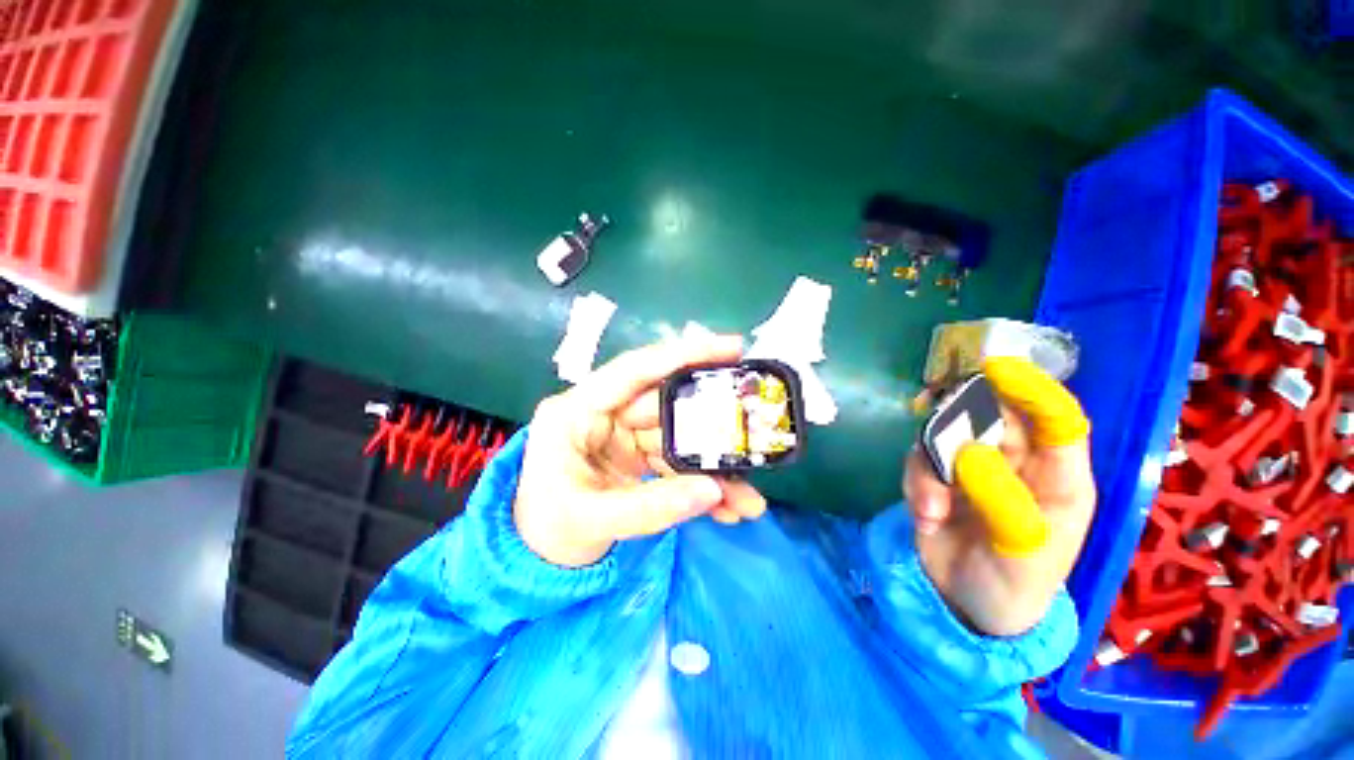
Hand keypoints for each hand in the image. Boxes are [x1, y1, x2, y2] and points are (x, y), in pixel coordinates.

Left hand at [514, 335, 768, 566]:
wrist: (535, 560)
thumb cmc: (546, 530)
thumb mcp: (592, 519)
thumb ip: (652, 507)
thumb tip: (715, 490)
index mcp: (576, 411)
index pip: (634, 370)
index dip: (683, 355)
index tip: (731, 347)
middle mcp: (603, 414)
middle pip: (667, 407)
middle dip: (712, 428)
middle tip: (753, 432)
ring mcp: (622, 435)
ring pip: (678, 440)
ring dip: (713, 469)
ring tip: (747, 499)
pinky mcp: (635, 456)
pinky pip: (675, 462)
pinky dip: (701, 484)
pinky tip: (726, 507)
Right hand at [905, 357, 1095, 636]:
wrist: (968, 605)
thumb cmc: (1016, 584)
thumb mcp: (1023, 553)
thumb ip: (1003, 500)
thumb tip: (967, 453)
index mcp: (1059, 479)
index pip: (1057, 422)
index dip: (1033, 391)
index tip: (999, 368)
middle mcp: (1016, 464)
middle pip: (991, 417)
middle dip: (962, 417)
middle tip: (935, 422)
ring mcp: (973, 468)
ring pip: (946, 435)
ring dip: (931, 467)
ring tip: (931, 508)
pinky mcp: (938, 477)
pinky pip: (919, 461)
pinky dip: (916, 485)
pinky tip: (924, 517)